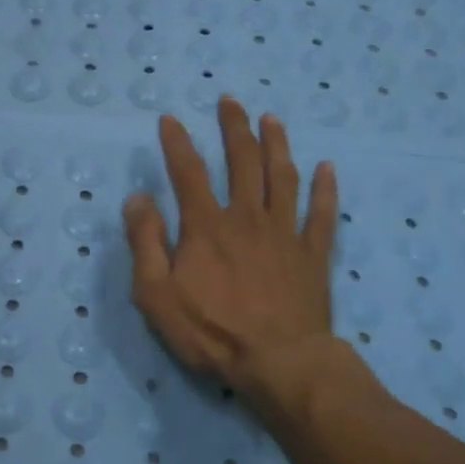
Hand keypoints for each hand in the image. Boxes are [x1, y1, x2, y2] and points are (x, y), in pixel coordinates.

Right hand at [123, 97, 349, 426]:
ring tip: (273, 119)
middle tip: (230, 101)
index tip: (170, 119)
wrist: (279, 362)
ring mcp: (285, 234)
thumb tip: (137, 198)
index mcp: (206, 226)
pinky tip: (327, 168)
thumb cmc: (211, 331)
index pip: (188, 172)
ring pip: (283, 178)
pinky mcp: (313, 255)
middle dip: (234, 128)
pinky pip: (322, 214)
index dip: (177, 143)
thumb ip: (145, 242)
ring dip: (277, 144)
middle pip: (243, 162)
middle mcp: (247, 218)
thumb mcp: (156, 294)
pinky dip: (325, 190)